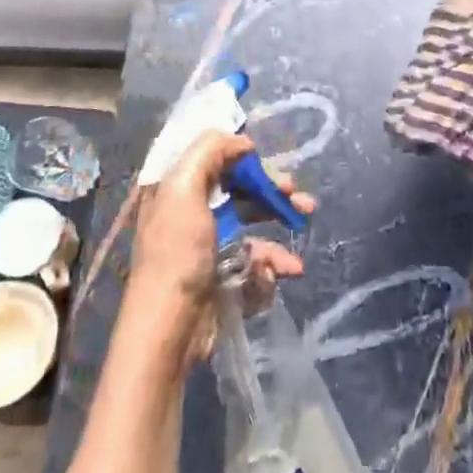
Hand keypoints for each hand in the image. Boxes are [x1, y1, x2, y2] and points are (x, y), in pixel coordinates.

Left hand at [128, 130, 312, 360]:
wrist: (171, 330)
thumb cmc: (176, 255)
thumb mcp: (182, 190)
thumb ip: (209, 152)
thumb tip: (242, 141)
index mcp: (174, 190)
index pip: (209, 158)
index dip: (238, 153)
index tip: (263, 156)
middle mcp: (190, 214)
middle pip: (238, 190)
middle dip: (270, 190)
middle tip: (296, 194)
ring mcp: (208, 249)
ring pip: (253, 226)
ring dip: (278, 230)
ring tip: (300, 236)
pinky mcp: (223, 279)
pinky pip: (255, 263)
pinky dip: (268, 267)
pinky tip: (272, 276)